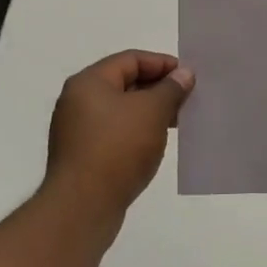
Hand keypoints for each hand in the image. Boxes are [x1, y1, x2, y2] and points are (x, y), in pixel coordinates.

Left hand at [45, 50, 193, 225]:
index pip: (131, 59)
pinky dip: (137, 132)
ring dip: (150, 112)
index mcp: (89, 82)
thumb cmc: (118, 149)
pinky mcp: (83, 156)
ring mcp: (77, 130)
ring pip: (121, 110)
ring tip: (177, 122)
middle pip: (125, 83)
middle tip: (187, 99)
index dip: (163, 64)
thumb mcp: (152, 111)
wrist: (82, 208)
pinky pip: (115, 133)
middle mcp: (78, 101)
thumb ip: (171, 88)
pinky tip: (156, 143)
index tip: (189, 77)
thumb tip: (184, 73)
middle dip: (158, 89)